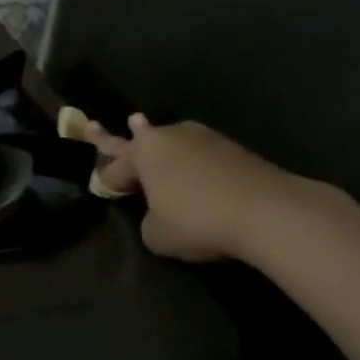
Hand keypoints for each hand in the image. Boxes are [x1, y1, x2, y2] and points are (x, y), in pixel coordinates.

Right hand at [81, 115, 303, 261]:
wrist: (266, 211)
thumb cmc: (197, 221)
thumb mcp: (155, 233)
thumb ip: (148, 219)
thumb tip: (159, 211)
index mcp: (145, 153)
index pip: (114, 165)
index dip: (105, 179)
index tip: (98, 187)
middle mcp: (171, 137)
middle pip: (138, 139)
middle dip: (117, 137)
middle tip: (93, 125)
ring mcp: (205, 139)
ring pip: (171, 142)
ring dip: (158, 145)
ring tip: (145, 133)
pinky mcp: (233, 149)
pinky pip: (197, 153)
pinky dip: (188, 161)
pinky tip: (188, 167)